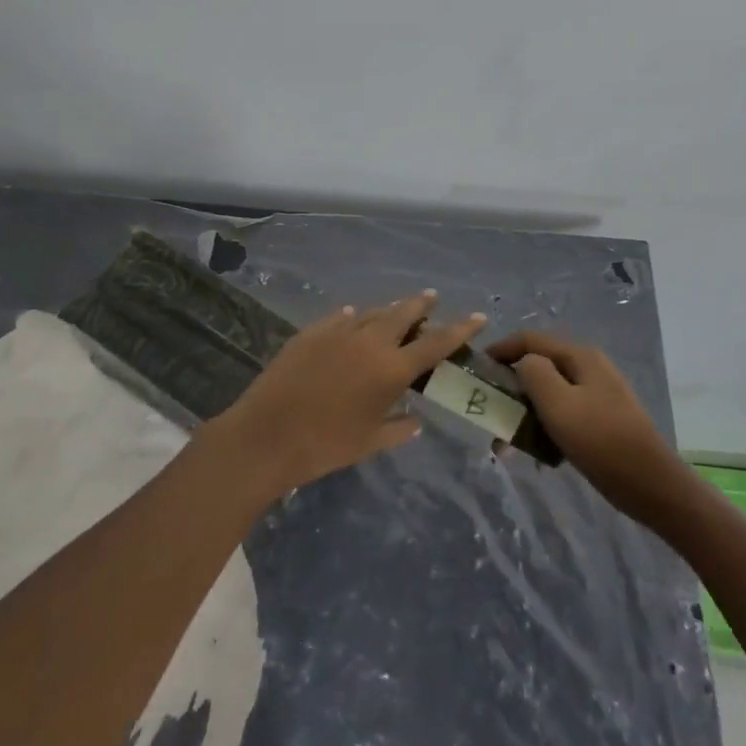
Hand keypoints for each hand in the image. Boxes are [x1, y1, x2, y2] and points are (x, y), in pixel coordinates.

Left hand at [209, 292, 486, 496]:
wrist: (267, 436)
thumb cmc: (325, 446)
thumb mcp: (369, 443)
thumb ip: (398, 429)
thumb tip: (415, 420)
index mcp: (391, 369)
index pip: (436, 343)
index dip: (460, 328)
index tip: (479, 315)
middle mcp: (370, 341)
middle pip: (404, 313)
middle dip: (422, 305)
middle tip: (431, 299)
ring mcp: (338, 332)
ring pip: (372, 312)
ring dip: (388, 310)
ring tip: (396, 311)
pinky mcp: (311, 332)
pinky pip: (340, 317)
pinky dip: (353, 317)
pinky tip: (352, 316)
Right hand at [488, 332, 685, 518]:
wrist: (651, 484)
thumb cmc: (601, 440)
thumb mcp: (558, 403)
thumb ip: (534, 373)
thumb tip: (523, 363)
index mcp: (580, 356)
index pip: (530, 340)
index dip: (501, 350)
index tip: (476, 370)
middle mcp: (589, 368)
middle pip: (540, 367)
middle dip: (512, 389)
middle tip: (491, 414)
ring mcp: (598, 394)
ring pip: (550, 395)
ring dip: (526, 415)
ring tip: (508, 445)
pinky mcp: (602, 420)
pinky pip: (564, 415)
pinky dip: (546, 429)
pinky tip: (540, 456)